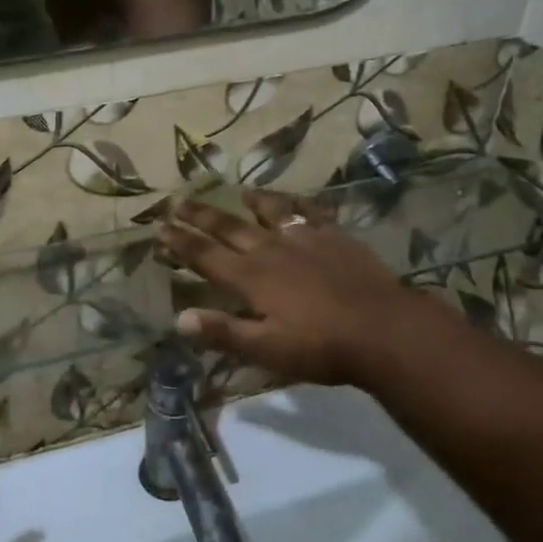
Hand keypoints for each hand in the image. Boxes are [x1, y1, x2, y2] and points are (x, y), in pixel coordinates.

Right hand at [155, 192, 429, 388]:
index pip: (205, 256)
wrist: (384, 328)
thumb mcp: (266, 349)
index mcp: (251, 277)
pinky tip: (294, 201)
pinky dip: (296, 204)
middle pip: (229, 227)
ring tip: (238, 192)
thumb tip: (179, 318)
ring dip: (250, 202)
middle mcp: (271, 250)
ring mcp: (305, 239)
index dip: (180, 242)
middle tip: (178, 201)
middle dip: (201, 215)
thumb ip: (223, 332)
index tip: (159, 228)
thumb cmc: (321, 346)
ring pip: (269, 212)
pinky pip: (309, 212)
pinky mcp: (335, 236)